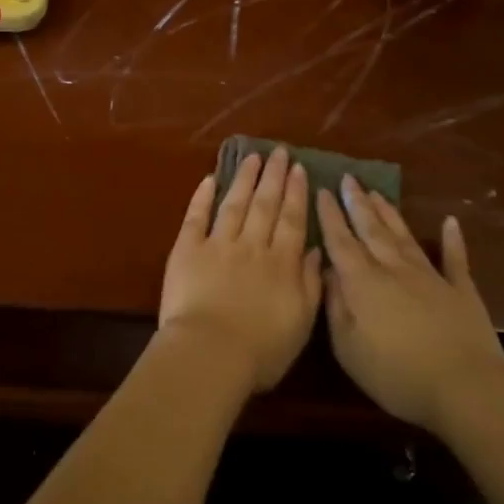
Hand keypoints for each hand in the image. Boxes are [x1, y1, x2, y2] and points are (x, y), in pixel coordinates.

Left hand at [159, 149, 322, 393]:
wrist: (210, 352)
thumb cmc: (261, 350)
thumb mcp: (301, 322)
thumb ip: (311, 284)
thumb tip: (316, 251)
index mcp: (281, 263)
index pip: (292, 220)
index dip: (296, 193)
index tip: (299, 169)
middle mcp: (252, 246)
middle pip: (265, 204)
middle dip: (273, 176)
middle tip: (279, 151)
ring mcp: (218, 244)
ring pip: (234, 203)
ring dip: (244, 178)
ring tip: (252, 157)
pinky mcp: (187, 249)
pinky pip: (196, 216)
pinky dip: (202, 196)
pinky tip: (210, 178)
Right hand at [316, 178, 503, 429]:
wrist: (467, 390)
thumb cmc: (397, 375)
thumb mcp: (348, 348)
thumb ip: (335, 306)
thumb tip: (327, 272)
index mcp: (363, 283)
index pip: (340, 241)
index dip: (330, 215)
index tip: (322, 189)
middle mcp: (394, 270)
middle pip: (371, 230)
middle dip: (357, 203)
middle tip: (348, 178)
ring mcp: (430, 277)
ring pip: (404, 236)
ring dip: (389, 213)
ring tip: (377, 192)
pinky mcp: (461, 291)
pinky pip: (455, 259)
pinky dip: (452, 239)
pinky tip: (450, 222)